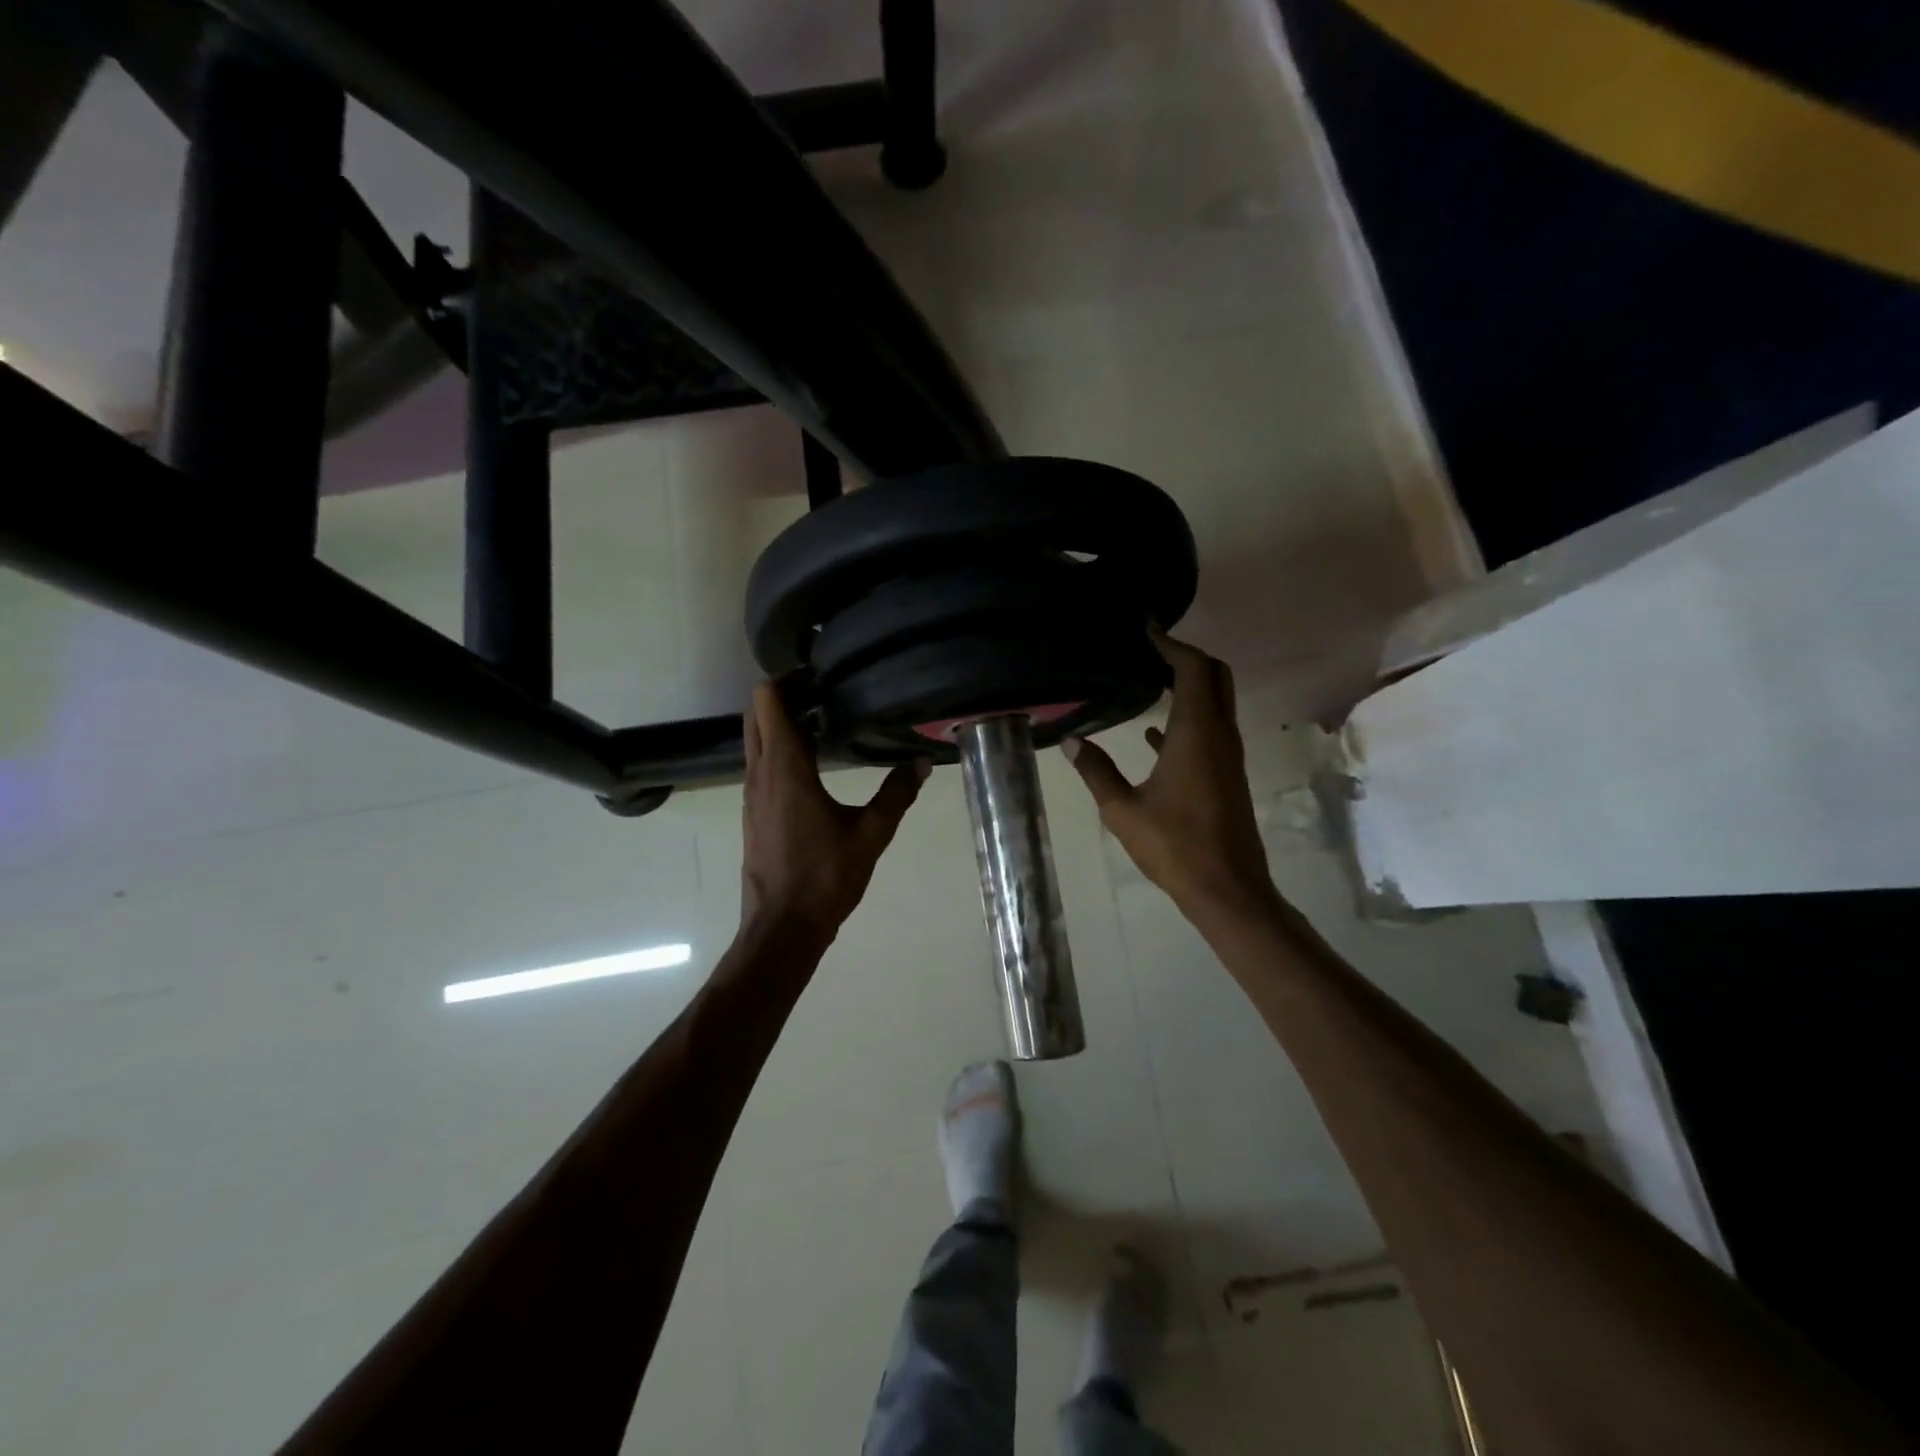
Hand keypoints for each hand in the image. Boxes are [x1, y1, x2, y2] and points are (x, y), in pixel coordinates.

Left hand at [741, 682, 928, 936]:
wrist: (782, 927)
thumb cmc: (825, 877)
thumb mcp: (871, 834)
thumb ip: (896, 794)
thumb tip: (921, 763)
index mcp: (786, 769)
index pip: (769, 702)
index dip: (789, 680)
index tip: (820, 676)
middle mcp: (760, 774)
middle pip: (757, 715)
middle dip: (785, 697)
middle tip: (825, 694)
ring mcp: (752, 794)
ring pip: (756, 740)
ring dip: (782, 724)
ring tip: (824, 724)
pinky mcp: (753, 813)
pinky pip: (760, 765)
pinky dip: (780, 751)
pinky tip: (814, 766)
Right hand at [1063, 635, 1275, 927]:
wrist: (1227, 888)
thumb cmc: (1174, 846)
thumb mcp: (1122, 809)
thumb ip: (1096, 771)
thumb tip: (1072, 741)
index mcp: (1197, 733)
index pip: (1193, 669)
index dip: (1172, 644)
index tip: (1148, 629)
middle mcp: (1220, 735)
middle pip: (1215, 676)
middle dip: (1187, 656)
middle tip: (1151, 649)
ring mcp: (1228, 755)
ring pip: (1216, 702)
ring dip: (1190, 684)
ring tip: (1150, 678)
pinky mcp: (1227, 774)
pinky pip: (1210, 730)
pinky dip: (1188, 717)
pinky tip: (1154, 732)